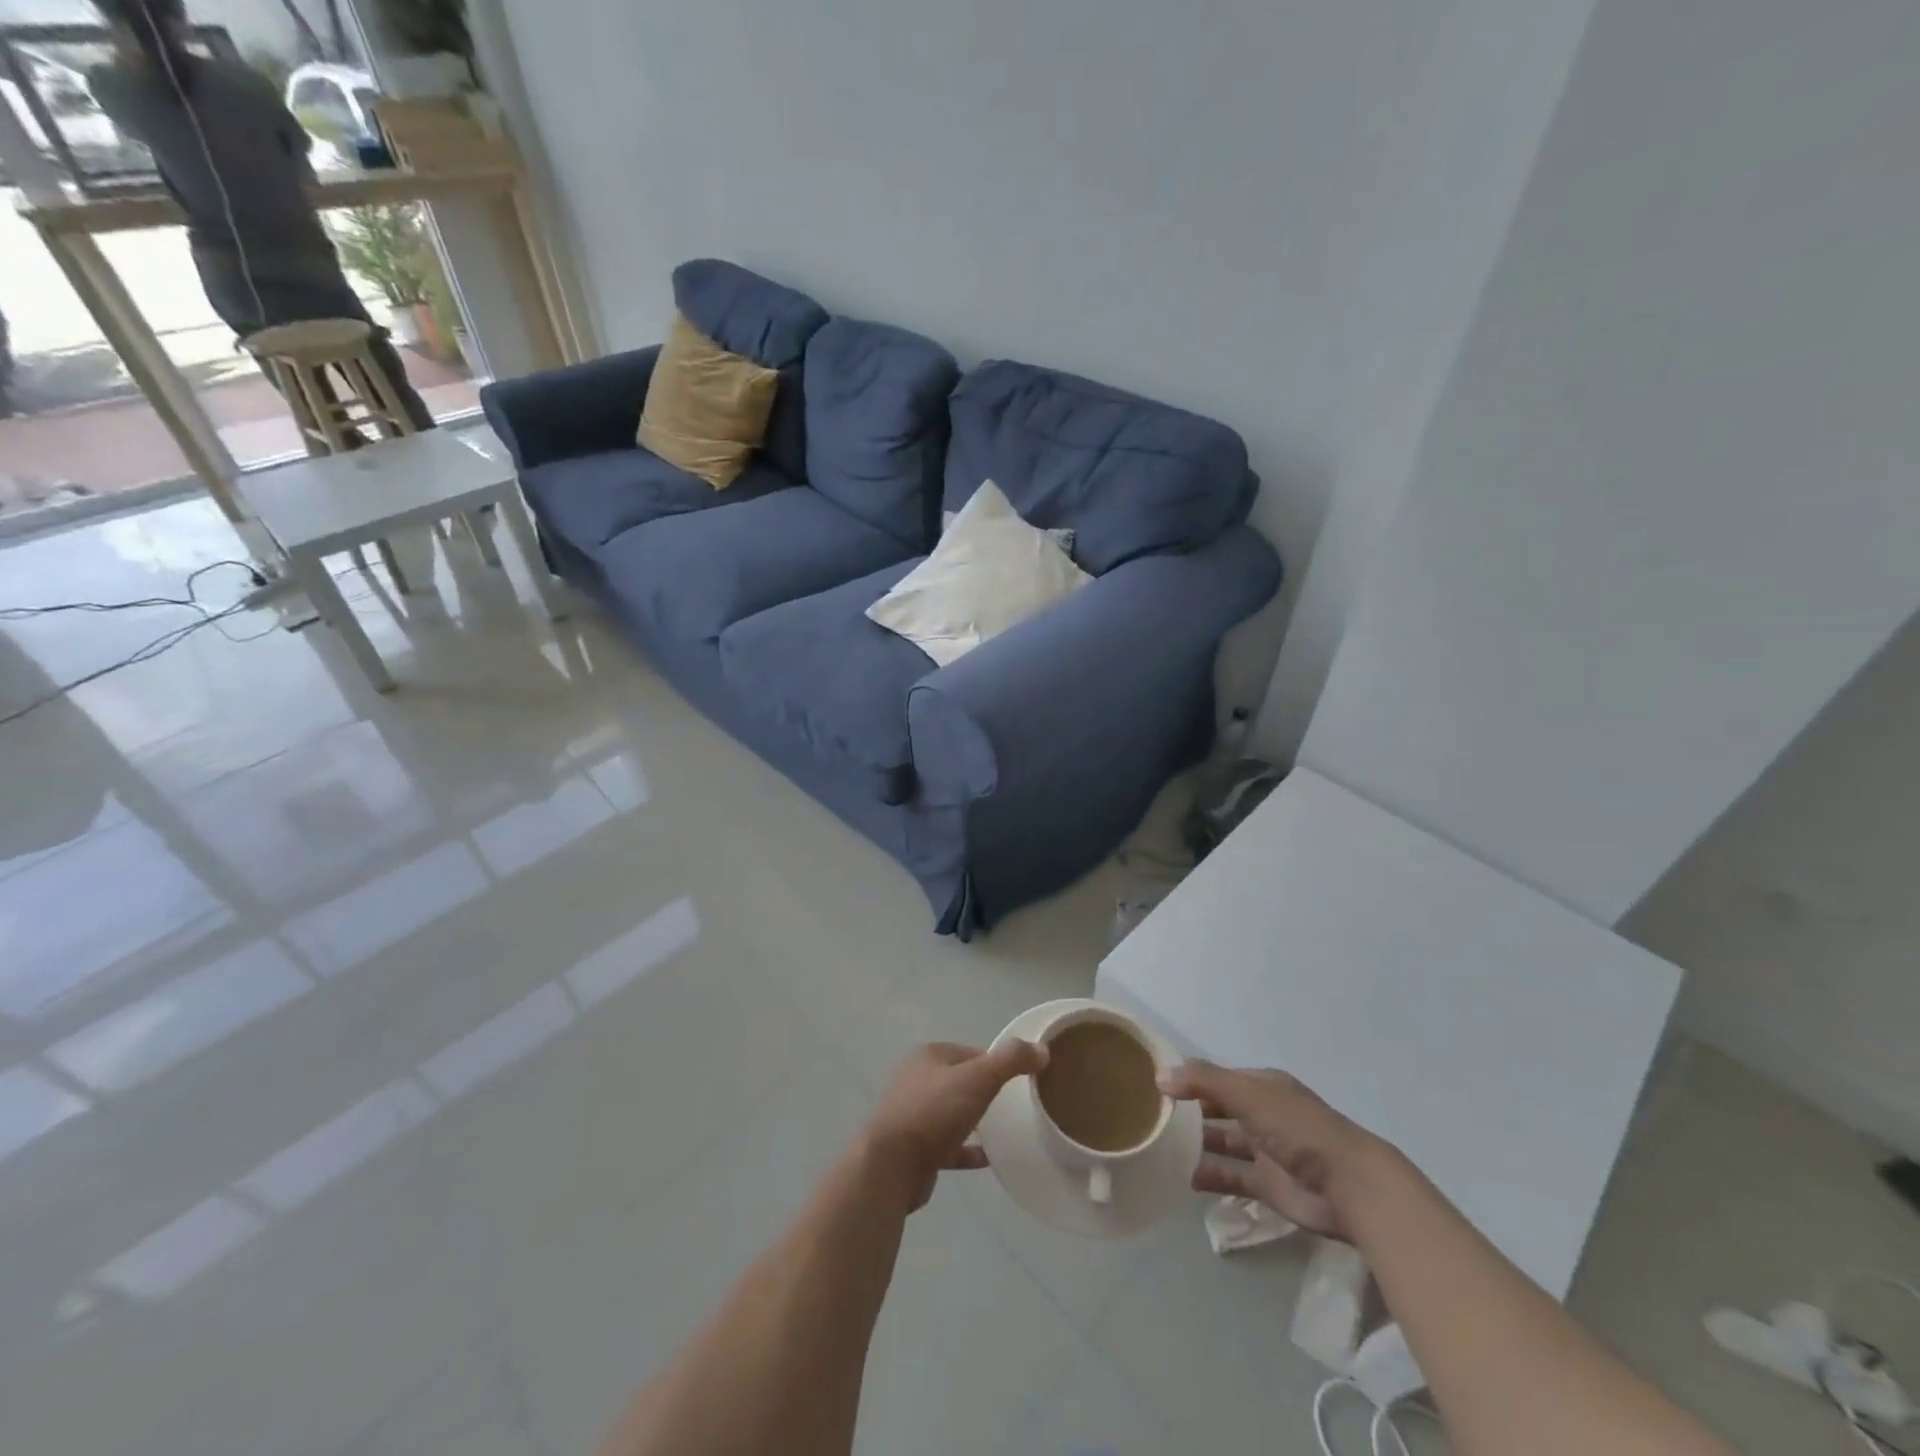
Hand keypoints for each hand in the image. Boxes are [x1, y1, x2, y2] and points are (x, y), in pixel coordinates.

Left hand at [862, 1041, 1047, 1210]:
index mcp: (930, 1056)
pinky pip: (947, 1144)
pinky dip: (966, 1149)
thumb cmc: (934, 1112)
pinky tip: (988, 1158)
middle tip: (1016, 1106)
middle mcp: (917, 1079)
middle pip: (961, 1081)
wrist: (890, 1166)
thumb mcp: (979, 1078)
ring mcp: (913, 1114)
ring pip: (952, 1112)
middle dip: (986, 1090)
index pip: (972, 1052)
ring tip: (1005, 1130)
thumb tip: (1041, 1049)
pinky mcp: (914, 1148)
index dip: (997, 1063)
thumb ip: (1011, 1061)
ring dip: (974, 1119)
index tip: (1022, 1080)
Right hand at [1160, 1060, 1390, 1240]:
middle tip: (1152, 1117)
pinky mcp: (1268, 1186)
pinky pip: (1231, 1178)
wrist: (1349, 1187)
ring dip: (1197, 1144)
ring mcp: (1266, 1151)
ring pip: (1223, 1143)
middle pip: (1219, 1109)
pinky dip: (1210, 1177)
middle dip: (1190, 1112)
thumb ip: (1203, 1082)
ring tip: (1160, 1147)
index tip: (1157, 1086)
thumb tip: (1160, 1076)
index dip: (1191, 1080)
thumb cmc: (1298, 1129)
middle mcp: (1262, 1114)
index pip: (1218, 1078)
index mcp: (1262, 1086)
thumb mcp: (1248, 1094)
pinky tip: (1183, 1178)